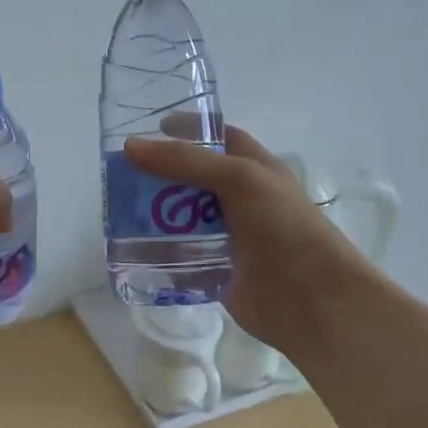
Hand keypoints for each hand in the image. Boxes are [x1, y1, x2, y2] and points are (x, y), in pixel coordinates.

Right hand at [123, 125, 373, 355]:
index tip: (151, 127)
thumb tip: (130, 146)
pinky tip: (128, 246)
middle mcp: (240, 199)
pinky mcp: (214, 268)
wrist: (311, 300)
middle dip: (159, 174)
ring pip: (181, 217)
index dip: (189, 129)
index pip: (219, 137)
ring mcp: (227, 235)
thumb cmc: (284, 227)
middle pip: (192, 178)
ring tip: (116, 209)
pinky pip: (179, 255)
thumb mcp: (239, 179)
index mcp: (255, 169)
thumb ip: (186, 161)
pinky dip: (157, 251)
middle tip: (120, 173)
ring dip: (152, 213)